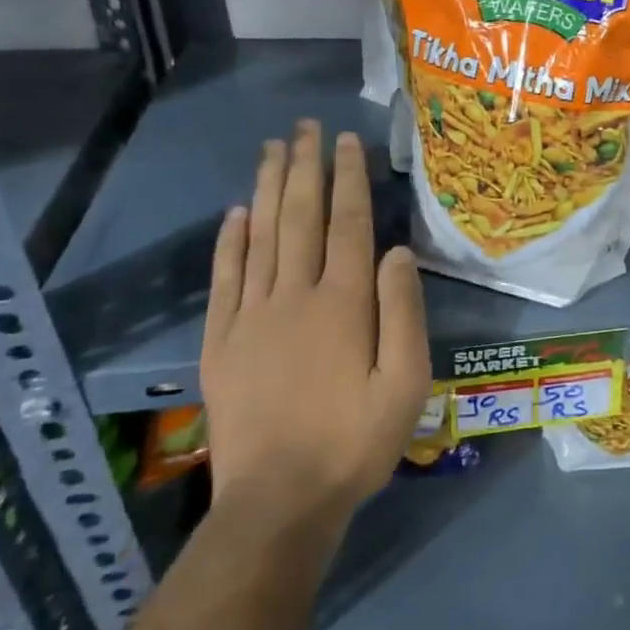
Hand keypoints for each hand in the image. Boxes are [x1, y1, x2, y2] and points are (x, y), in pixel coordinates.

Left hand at [200, 120, 430, 524]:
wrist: (279, 502)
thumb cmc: (355, 441)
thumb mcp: (406, 382)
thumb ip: (403, 312)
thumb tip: (398, 252)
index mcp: (343, 304)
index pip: (347, 224)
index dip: (347, 179)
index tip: (346, 142)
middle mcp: (294, 297)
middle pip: (299, 217)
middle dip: (304, 168)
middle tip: (306, 127)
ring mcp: (251, 317)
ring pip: (260, 237)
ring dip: (267, 189)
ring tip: (273, 149)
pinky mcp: (222, 342)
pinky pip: (225, 279)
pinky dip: (229, 242)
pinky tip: (236, 213)